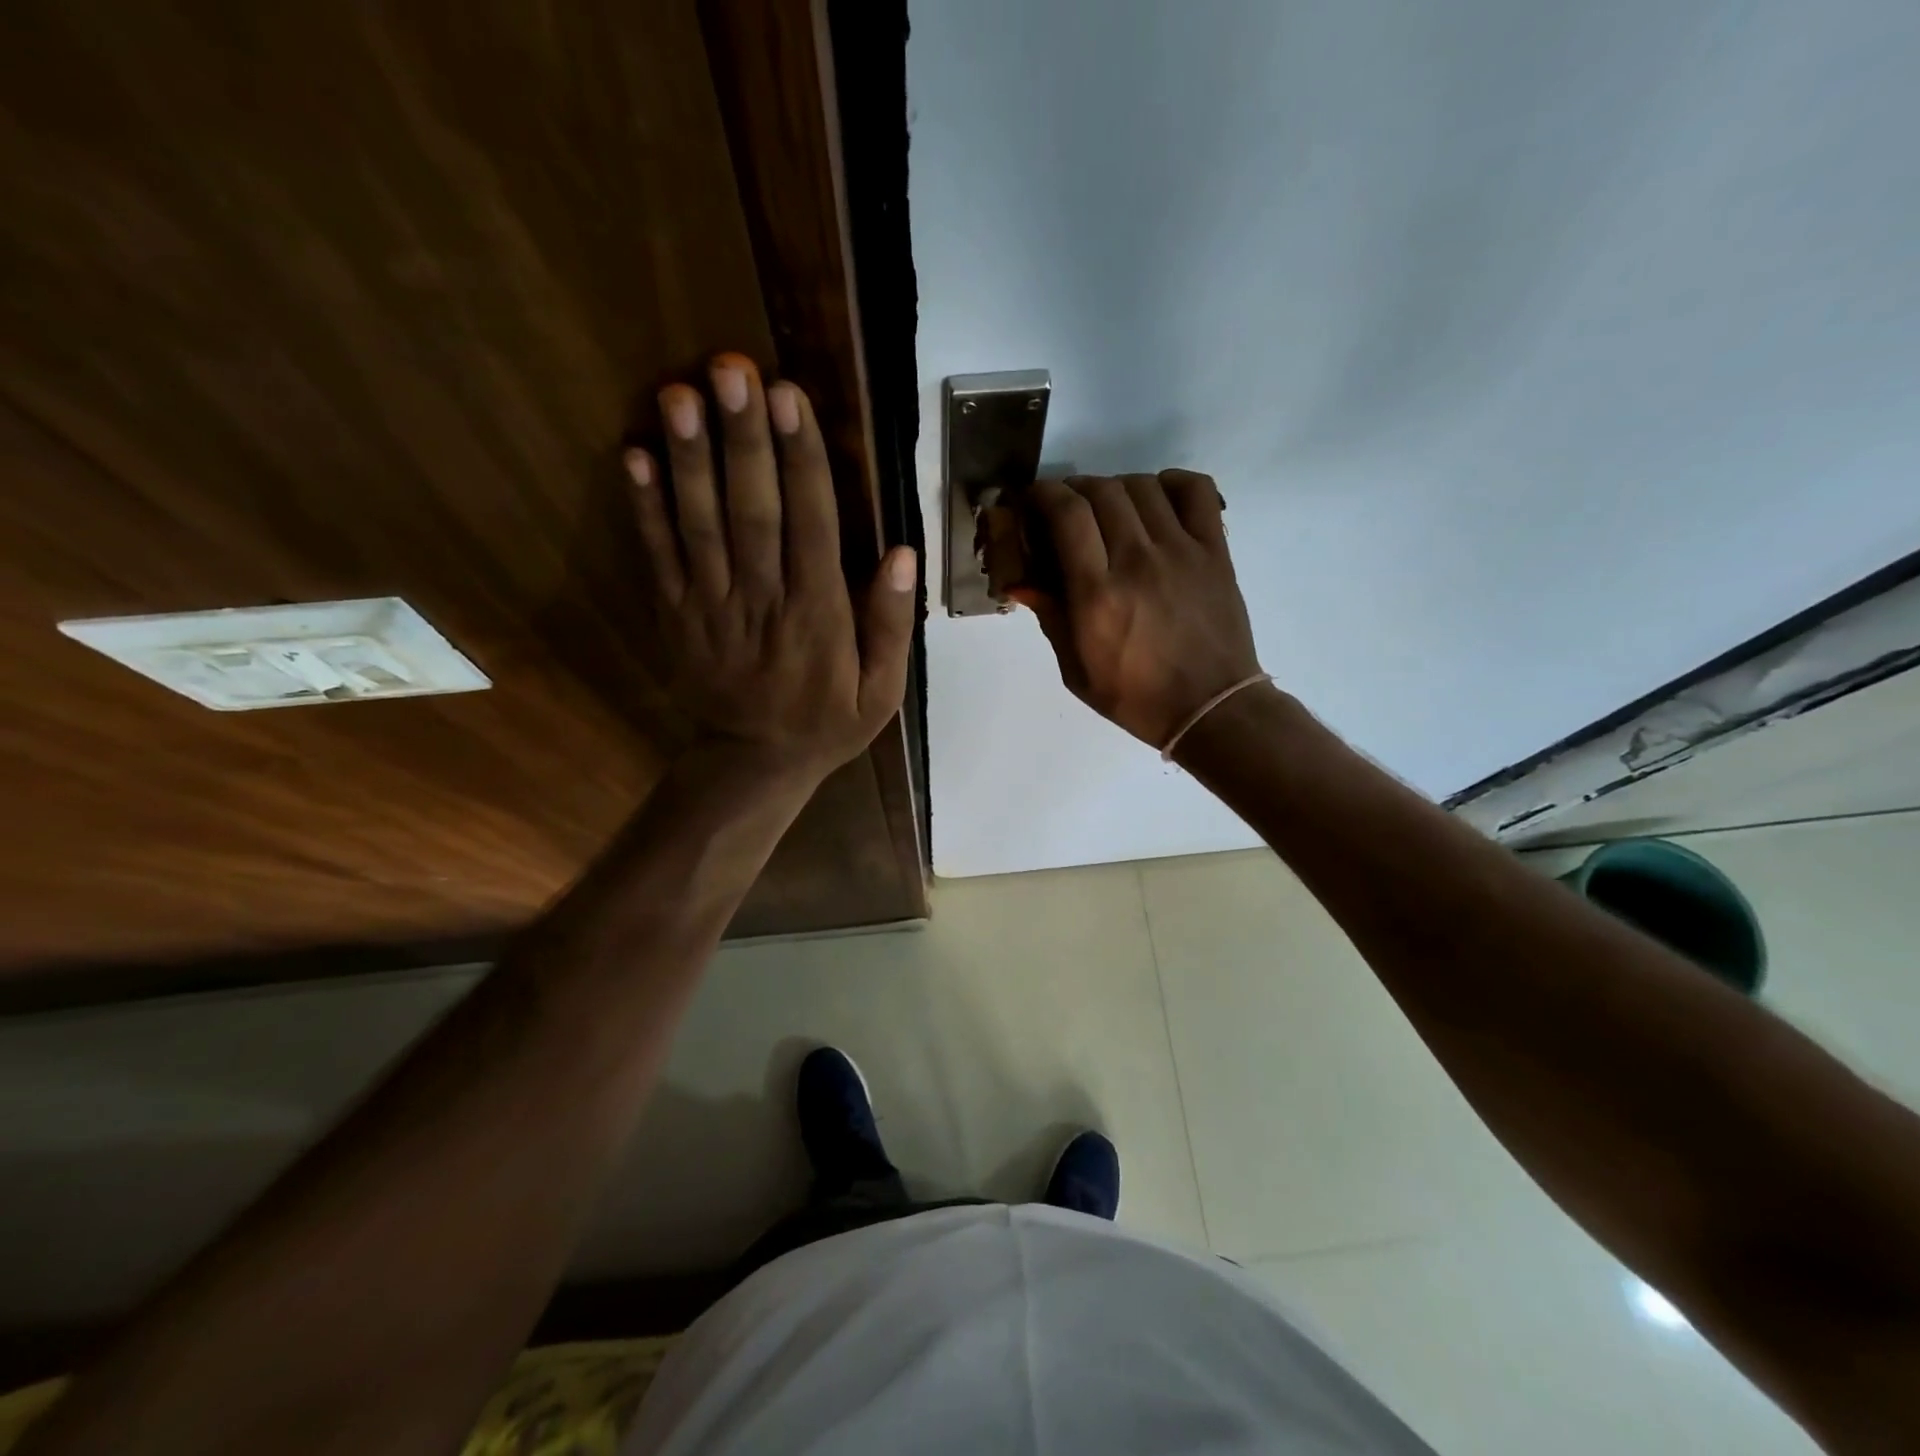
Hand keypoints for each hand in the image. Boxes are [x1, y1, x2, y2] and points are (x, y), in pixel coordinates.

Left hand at [626, 355, 916, 780]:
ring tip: (680, 392)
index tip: (790, 398)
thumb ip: (892, 625)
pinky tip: (635, 454)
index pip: (812, 525)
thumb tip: (902, 554)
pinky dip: (644, 507)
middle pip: (752, 511)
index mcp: (818, 616)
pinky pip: (659, 557)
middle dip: (743, 439)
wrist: (755, 763)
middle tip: (732, 369)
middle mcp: (763, 601)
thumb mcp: (883, 691)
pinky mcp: (676, 615)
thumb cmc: (827, 723)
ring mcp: (711, 607)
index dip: (800, 460)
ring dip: (689, 458)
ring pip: (700, 526)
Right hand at [1014, 472, 1260, 748]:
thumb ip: (1050, 617)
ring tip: (1108, 510)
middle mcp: (1137, 561)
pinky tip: (1157, 501)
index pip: (1067, 513)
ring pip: (1142, 485)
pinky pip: (1195, 490)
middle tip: (1066, 511)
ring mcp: (1181, 551)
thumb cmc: (1135, 697)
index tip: (1033, 501)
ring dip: (1115, 487)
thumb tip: (1020, 580)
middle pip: (1100, 490)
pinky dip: (1170, 482)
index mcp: (1097, 594)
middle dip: (1073, 490)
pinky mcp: (1215, 551)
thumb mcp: (1076, 671)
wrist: (1210, 708)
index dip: (1043, 495)